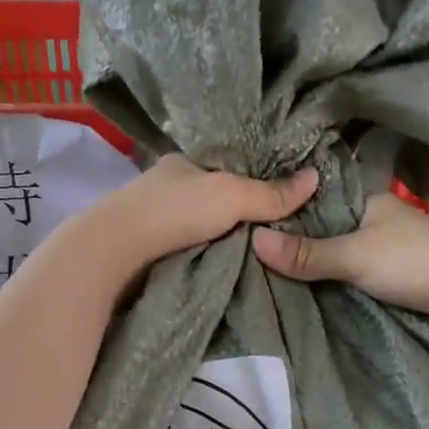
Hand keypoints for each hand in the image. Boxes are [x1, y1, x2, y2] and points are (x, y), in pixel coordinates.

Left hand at [68, 155, 319, 283]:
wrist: (113, 253)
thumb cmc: (173, 212)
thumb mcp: (231, 196)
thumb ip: (270, 193)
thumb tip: (315, 176)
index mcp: (184, 162)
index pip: (229, 167)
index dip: (256, 180)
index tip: (284, 199)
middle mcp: (168, 185)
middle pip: (215, 198)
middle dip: (241, 214)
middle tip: (278, 232)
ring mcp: (154, 218)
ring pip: (200, 225)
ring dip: (222, 237)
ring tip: (261, 253)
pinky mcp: (146, 249)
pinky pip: (187, 248)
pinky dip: (204, 254)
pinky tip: (224, 266)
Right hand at [252, 194, 428, 334]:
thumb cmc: (415, 263)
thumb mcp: (355, 256)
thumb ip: (307, 253)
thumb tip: (253, 239)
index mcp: (365, 199)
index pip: (313, 200)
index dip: (283, 213)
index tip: (247, 226)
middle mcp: (374, 216)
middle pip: (324, 227)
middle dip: (295, 241)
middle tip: (249, 253)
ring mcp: (386, 244)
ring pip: (338, 250)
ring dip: (314, 261)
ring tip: (269, 272)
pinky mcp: (395, 270)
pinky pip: (352, 268)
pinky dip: (333, 276)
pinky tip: (309, 286)